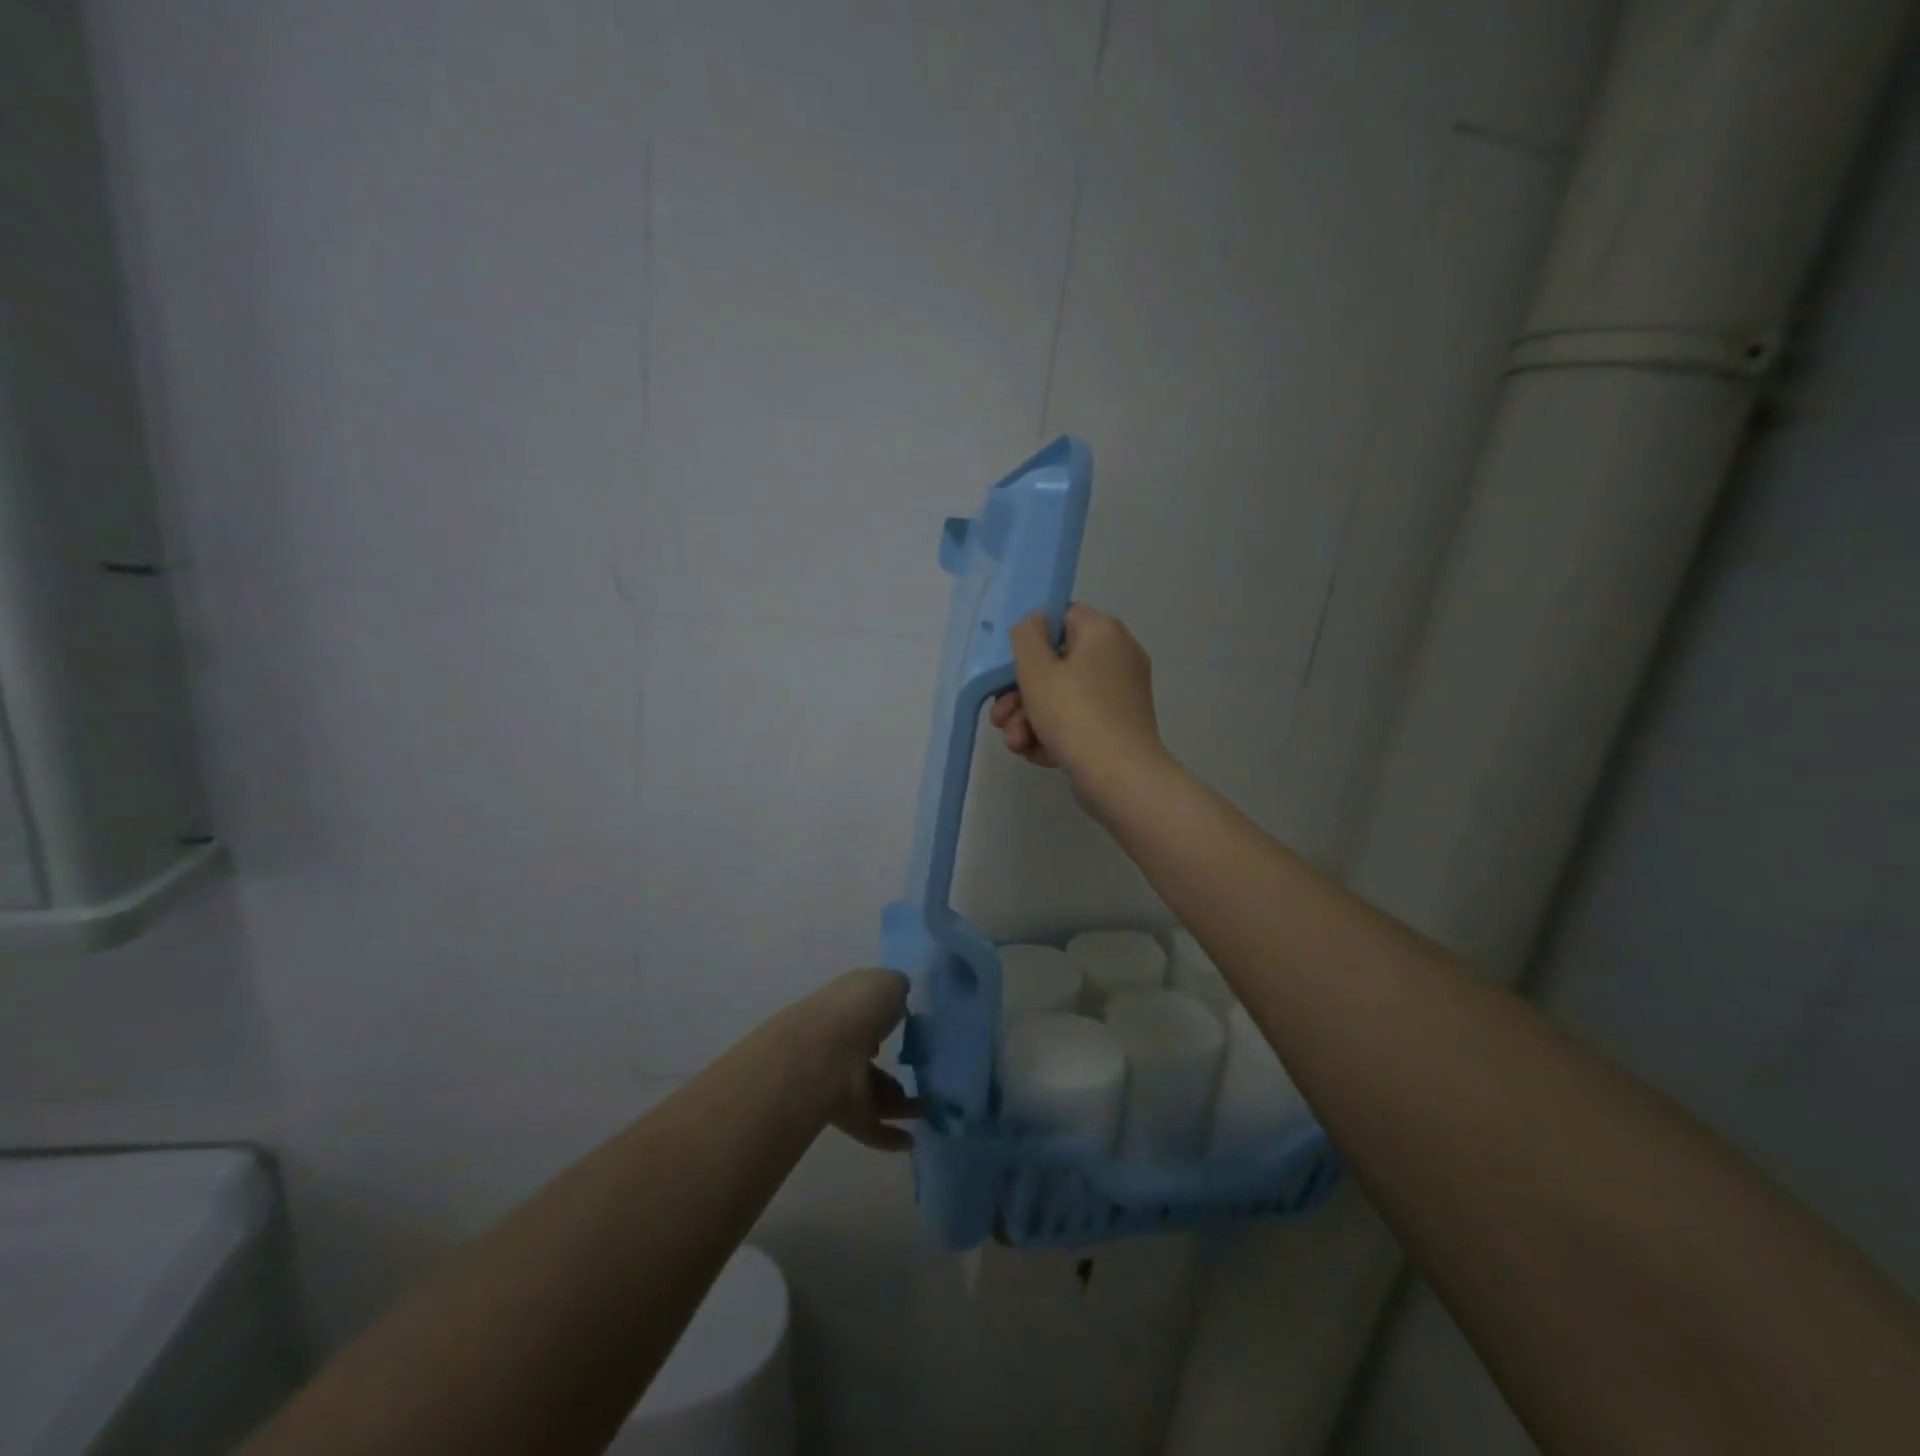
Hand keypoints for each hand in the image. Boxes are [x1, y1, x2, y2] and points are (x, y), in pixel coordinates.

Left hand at [787, 968, 919, 1151]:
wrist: (824, 1054)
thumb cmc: (859, 1008)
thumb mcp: (889, 982)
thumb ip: (897, 989)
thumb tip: (900, 998)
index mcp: (848, 1005)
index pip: (867, 1012)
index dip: (886, 1018)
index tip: (910, 1028)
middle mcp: (840, 1041)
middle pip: (869, 1057)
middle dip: (894, 1068)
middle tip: (926, 1076)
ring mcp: (838, 1079)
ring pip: (872, 1092)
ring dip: (900, 1104)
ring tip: (928, 1110)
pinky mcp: (842, 1113)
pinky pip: (870, 1126)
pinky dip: (889, 1136)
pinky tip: (911, 1141)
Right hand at [991, 604, 1168, 795]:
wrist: (1120, 778)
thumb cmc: (1074, 715)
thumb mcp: (1036, 670)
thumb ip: (1026, 636)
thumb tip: (1033, 622)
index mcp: (1104, 632)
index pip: (1061, 617)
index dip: (1030, 640)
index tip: (1009, 667)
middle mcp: (1118, 657)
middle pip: (1057, 664)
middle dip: (1020, 694)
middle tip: (1000, 717)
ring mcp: (1120, 695)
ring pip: (1063, 697)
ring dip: (1030, 719)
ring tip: (1015, 743)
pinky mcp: (1118, 727)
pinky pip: (1078, 720)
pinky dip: (1054, 734)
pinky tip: (1035, 754)